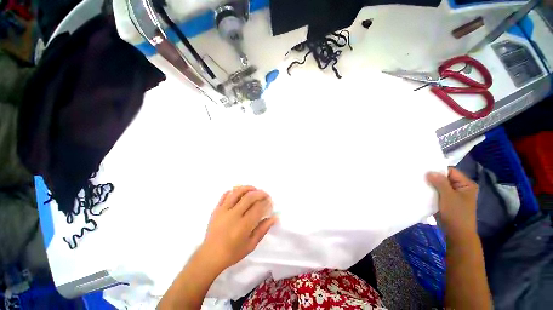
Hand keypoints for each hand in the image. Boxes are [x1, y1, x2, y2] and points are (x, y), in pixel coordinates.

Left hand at [200, 186, 277, 271]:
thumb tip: (274, 217)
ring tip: (254, 189)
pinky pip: (225, 195)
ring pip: (237, 192)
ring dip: (248, 188)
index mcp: (243, 225)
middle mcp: (234, 215)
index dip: (266, 202)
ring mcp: (223, 210)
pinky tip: (239, 193)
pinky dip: (233, 191)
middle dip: (260, 193)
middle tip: (265, 194)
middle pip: (249, 197)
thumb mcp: (251, 245)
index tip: (270, 202)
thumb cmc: (233, 253)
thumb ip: (263, 229)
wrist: (210, 256)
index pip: (258, 207)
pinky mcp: (216, 209)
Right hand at [426, 168, 478, 238]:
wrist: (457, 234)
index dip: (438, 170)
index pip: (451, 171)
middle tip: (419, 176)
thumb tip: (429, 171)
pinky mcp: (447, 201)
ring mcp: (454, 195)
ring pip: (440, 186)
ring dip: (430, 185)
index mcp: (466, 184)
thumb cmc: (456, 214)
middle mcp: (461, 188)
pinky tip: (422, 191)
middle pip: (445, 178)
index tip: (424, 170)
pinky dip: (430, 192)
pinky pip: (437, 192)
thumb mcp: (448, 196)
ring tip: (418, 183)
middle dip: (433, 178)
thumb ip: (440, 183)